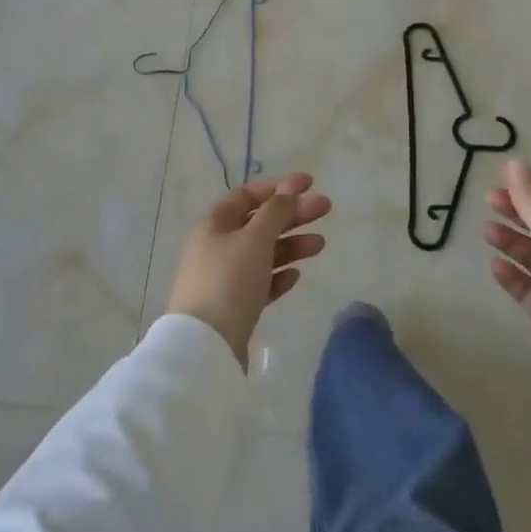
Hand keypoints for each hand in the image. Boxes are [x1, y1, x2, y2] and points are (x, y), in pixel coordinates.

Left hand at [166, 173, 331, 367]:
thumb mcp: (254, 239)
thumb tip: (288, 190)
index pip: (248, 195)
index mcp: (215, 224)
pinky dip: (279, 275)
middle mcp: (217, 247)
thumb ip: (275, 212)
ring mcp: (224, 278)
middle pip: (259, 222)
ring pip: (263, 253)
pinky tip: (296, 276)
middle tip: (325, 209)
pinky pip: (260, 283)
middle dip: (292, 214)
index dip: (278, 187)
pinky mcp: (233, 307)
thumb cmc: (229, 282)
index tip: (309, 184)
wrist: (204, 347)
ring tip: (320, 245)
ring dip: (291, 245)